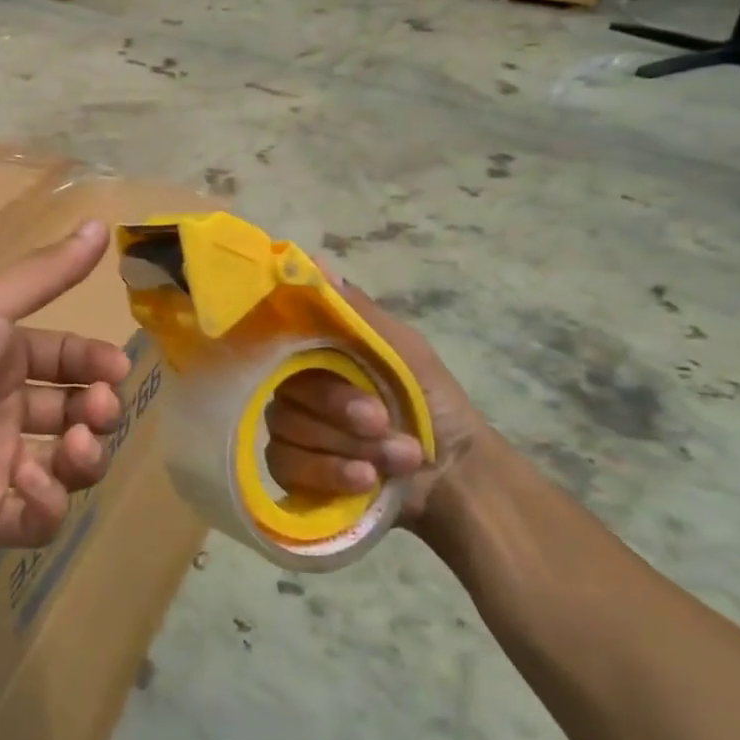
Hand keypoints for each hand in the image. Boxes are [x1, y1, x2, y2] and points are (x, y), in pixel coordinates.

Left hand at [0, 220, 128, 560]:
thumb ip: (47, 272)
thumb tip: (102, 222)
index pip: (66, 359)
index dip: (96, 363)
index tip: (117, 368)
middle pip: (72, 412)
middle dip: (99, 409)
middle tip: (98, 408)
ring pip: (64, 466)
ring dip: (85, 457)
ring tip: (76, 446)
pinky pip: (34, 519)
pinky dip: (46, 504)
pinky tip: (30, 483)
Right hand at [264, 276, 494, 526]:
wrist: (457, 476)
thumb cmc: (433, 403)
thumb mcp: (406, 351)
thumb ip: (358, 314)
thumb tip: (315, 261)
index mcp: (317, 356)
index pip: (282, 348)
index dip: (319, 371)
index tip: (356, 381)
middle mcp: (296, 390)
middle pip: (286, 396)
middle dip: (341, 413)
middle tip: (385, 421)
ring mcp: (291, 432)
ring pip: (287, 431)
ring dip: (348, 446)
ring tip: (398, 456)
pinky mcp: (292, 471)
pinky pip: (285, 465)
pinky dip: (330, 473)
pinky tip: (366, 478)